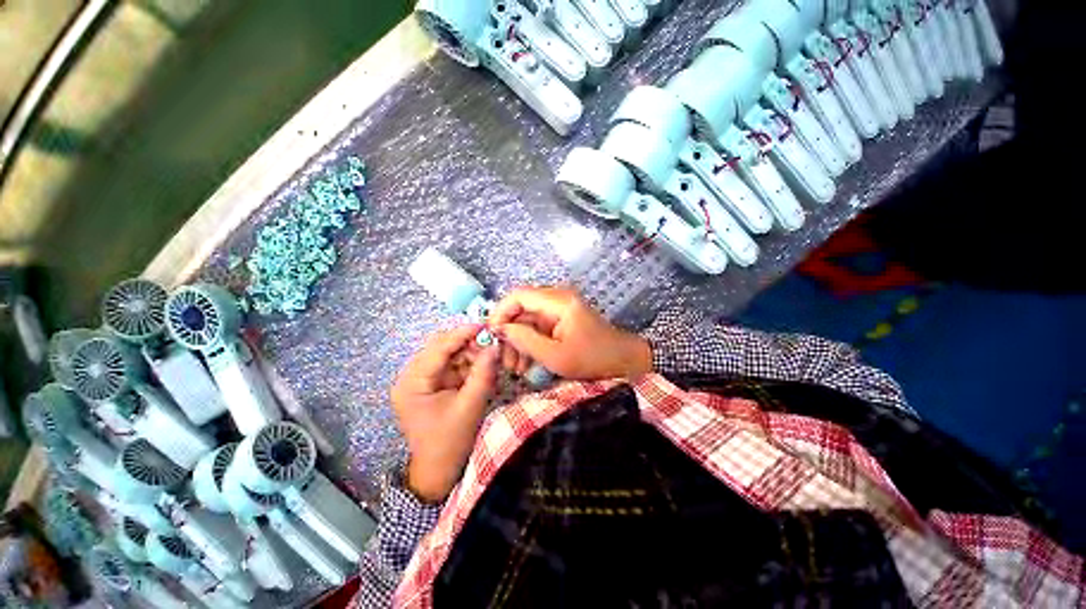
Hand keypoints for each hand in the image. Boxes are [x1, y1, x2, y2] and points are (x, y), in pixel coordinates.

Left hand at [392, 325, 499, 501]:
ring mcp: (421, 381)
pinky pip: (452, 366)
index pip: (438, 348)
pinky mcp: (432, 386)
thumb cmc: (450, 443)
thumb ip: (483, 374)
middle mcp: (412, 377)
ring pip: (448, 355)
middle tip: (491, 343)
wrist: (438, 473)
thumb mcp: (469, 407)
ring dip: (470, 353)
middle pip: (441, 348)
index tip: (486, 325)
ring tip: (490, 357)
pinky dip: (468, 364)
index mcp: (412, 383)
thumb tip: (495, 346)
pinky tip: (482, 367)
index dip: (462, 334)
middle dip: (468, 344)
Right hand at [491, 287, 651, 380]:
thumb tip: (501, 329)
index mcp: (558, 301)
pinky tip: (525, 364)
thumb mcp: (556, 356)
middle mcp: (556, 299)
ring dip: (518, 342)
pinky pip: (537, 328)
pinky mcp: (560, 321)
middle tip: (504, 361)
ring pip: (527, 320)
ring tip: (514, 368)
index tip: (491, 335)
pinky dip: (529, 344)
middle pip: (520, 309)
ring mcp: (558, 310)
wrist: (623, 361)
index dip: (500, 312)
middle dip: (509, 334)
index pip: (518, 295)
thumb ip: (526, 341)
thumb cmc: (593, 359)